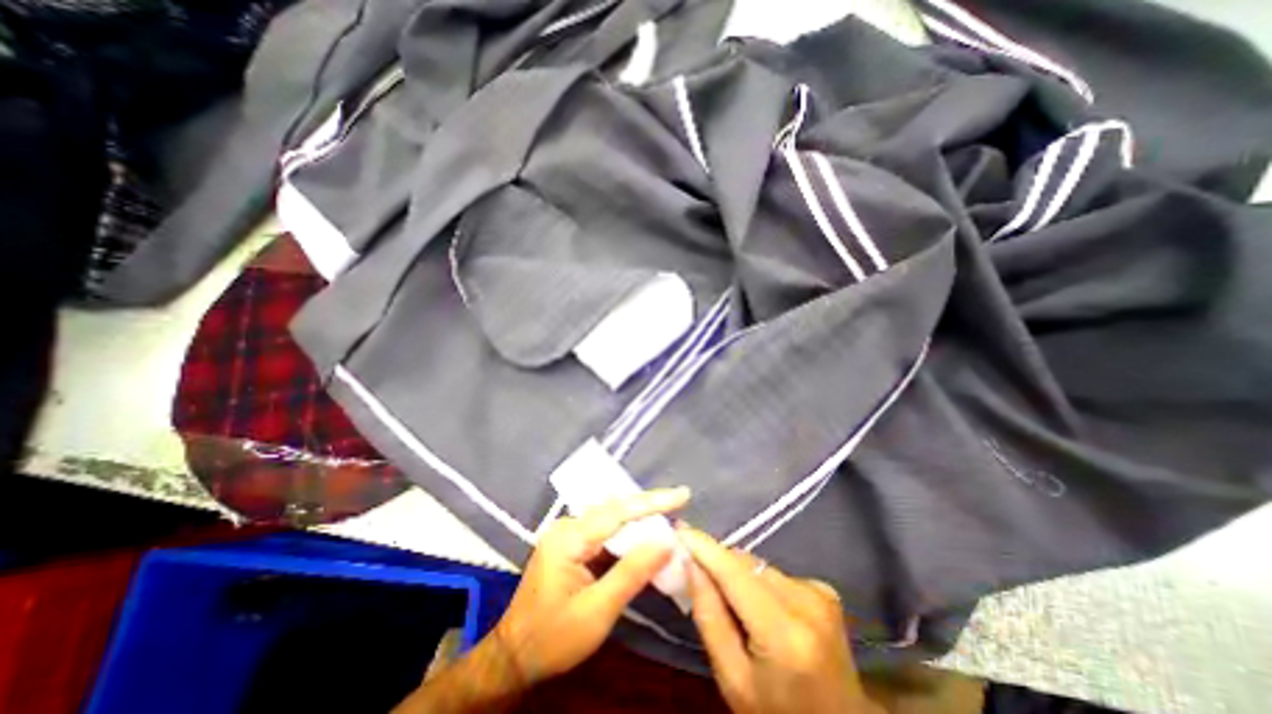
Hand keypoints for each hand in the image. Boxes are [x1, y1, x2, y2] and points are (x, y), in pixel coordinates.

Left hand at [490, 489, 691, 688]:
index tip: (682, 494)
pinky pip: (604, 530)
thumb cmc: (553, 638)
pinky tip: (643, 538)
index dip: (653, 502)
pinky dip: (626, 534)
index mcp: (569, 538)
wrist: (513, 656)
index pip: (619, 512)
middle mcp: (567, 526)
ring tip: (668, 517)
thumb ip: (632, 573)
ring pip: (611, 517)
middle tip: (680, 505)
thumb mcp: (597, 612)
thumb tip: (666, 542)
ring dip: (639, 519)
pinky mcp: (570, 543)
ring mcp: (567, 533)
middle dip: (649, 507)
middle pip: (615, 509)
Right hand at [676, 523, 885, 713]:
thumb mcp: (732, 679)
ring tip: (730, 601)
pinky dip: (758, 582)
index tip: (678, 528)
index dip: (704, 547)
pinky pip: (774, 572)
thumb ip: (709, 617)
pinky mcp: (824, 589)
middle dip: (718, 563)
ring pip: (758, 565)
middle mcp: (807, 602)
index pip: (734, 573)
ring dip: (737, 574)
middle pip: (745, 564)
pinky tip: (760, 608)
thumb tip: (690, 563)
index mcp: (784, 634)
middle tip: (693, 570)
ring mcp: (820, 592)